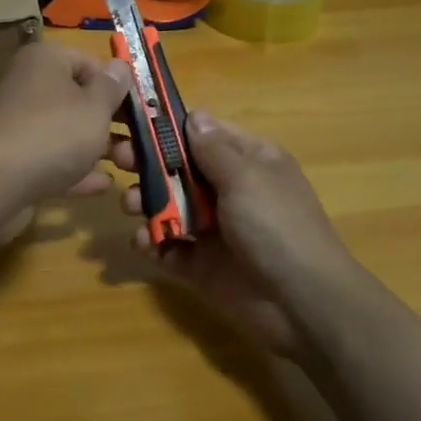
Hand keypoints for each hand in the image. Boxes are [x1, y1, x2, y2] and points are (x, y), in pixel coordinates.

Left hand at [0, 40, 133, 209]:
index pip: (90, 62)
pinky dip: (78, 171)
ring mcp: (21, 126)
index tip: (144, 109)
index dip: (119, 85)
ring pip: (68, 133)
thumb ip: (112, 87)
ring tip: (131, 167)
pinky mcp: (16, 162)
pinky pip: (54, 162)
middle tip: (143, 143)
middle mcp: (30, 87)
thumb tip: (120, 66)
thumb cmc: (54, 132)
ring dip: (100, 149)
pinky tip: (105, 185)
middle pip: (80, 100)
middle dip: (114, 123)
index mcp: (46, 61)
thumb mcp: (96, 106)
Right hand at [114, 111, 357, 359]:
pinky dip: (151, 242)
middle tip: (117, 159)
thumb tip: (193, 116)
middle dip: (148, 163)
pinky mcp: (201, 265)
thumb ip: (213, 148)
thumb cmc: (277, 226)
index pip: (205, 134)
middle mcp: (229, 191)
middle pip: (180, 169)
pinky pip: (168, 247)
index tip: (135, 122)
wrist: (302, 303)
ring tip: (130, 206)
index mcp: (249, 162)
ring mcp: (214, 229)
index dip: (171, 128)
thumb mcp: (247, 177)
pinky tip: (142, 241)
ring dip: (145, 202)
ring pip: (169, 207)